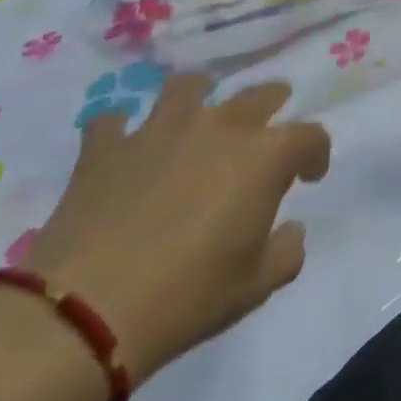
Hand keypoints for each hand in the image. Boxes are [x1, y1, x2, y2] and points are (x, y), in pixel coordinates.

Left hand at [19, 77, 329, 384]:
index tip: (309, 177)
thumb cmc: (187, 297)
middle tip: (267, 128)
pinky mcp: (105, 149)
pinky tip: (125, 145)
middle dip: (273, 104)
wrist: (83, 313)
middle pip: (259, 95)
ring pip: (188, 87)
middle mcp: (219, 129)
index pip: (310, 136)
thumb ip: (286, 252)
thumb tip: (289, 231)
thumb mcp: (256, 286)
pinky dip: (123, 129)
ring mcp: (159, 131)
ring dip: (200, 95)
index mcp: (264, 157)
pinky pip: (114, 121)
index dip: (317, 154)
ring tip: (198, 111)